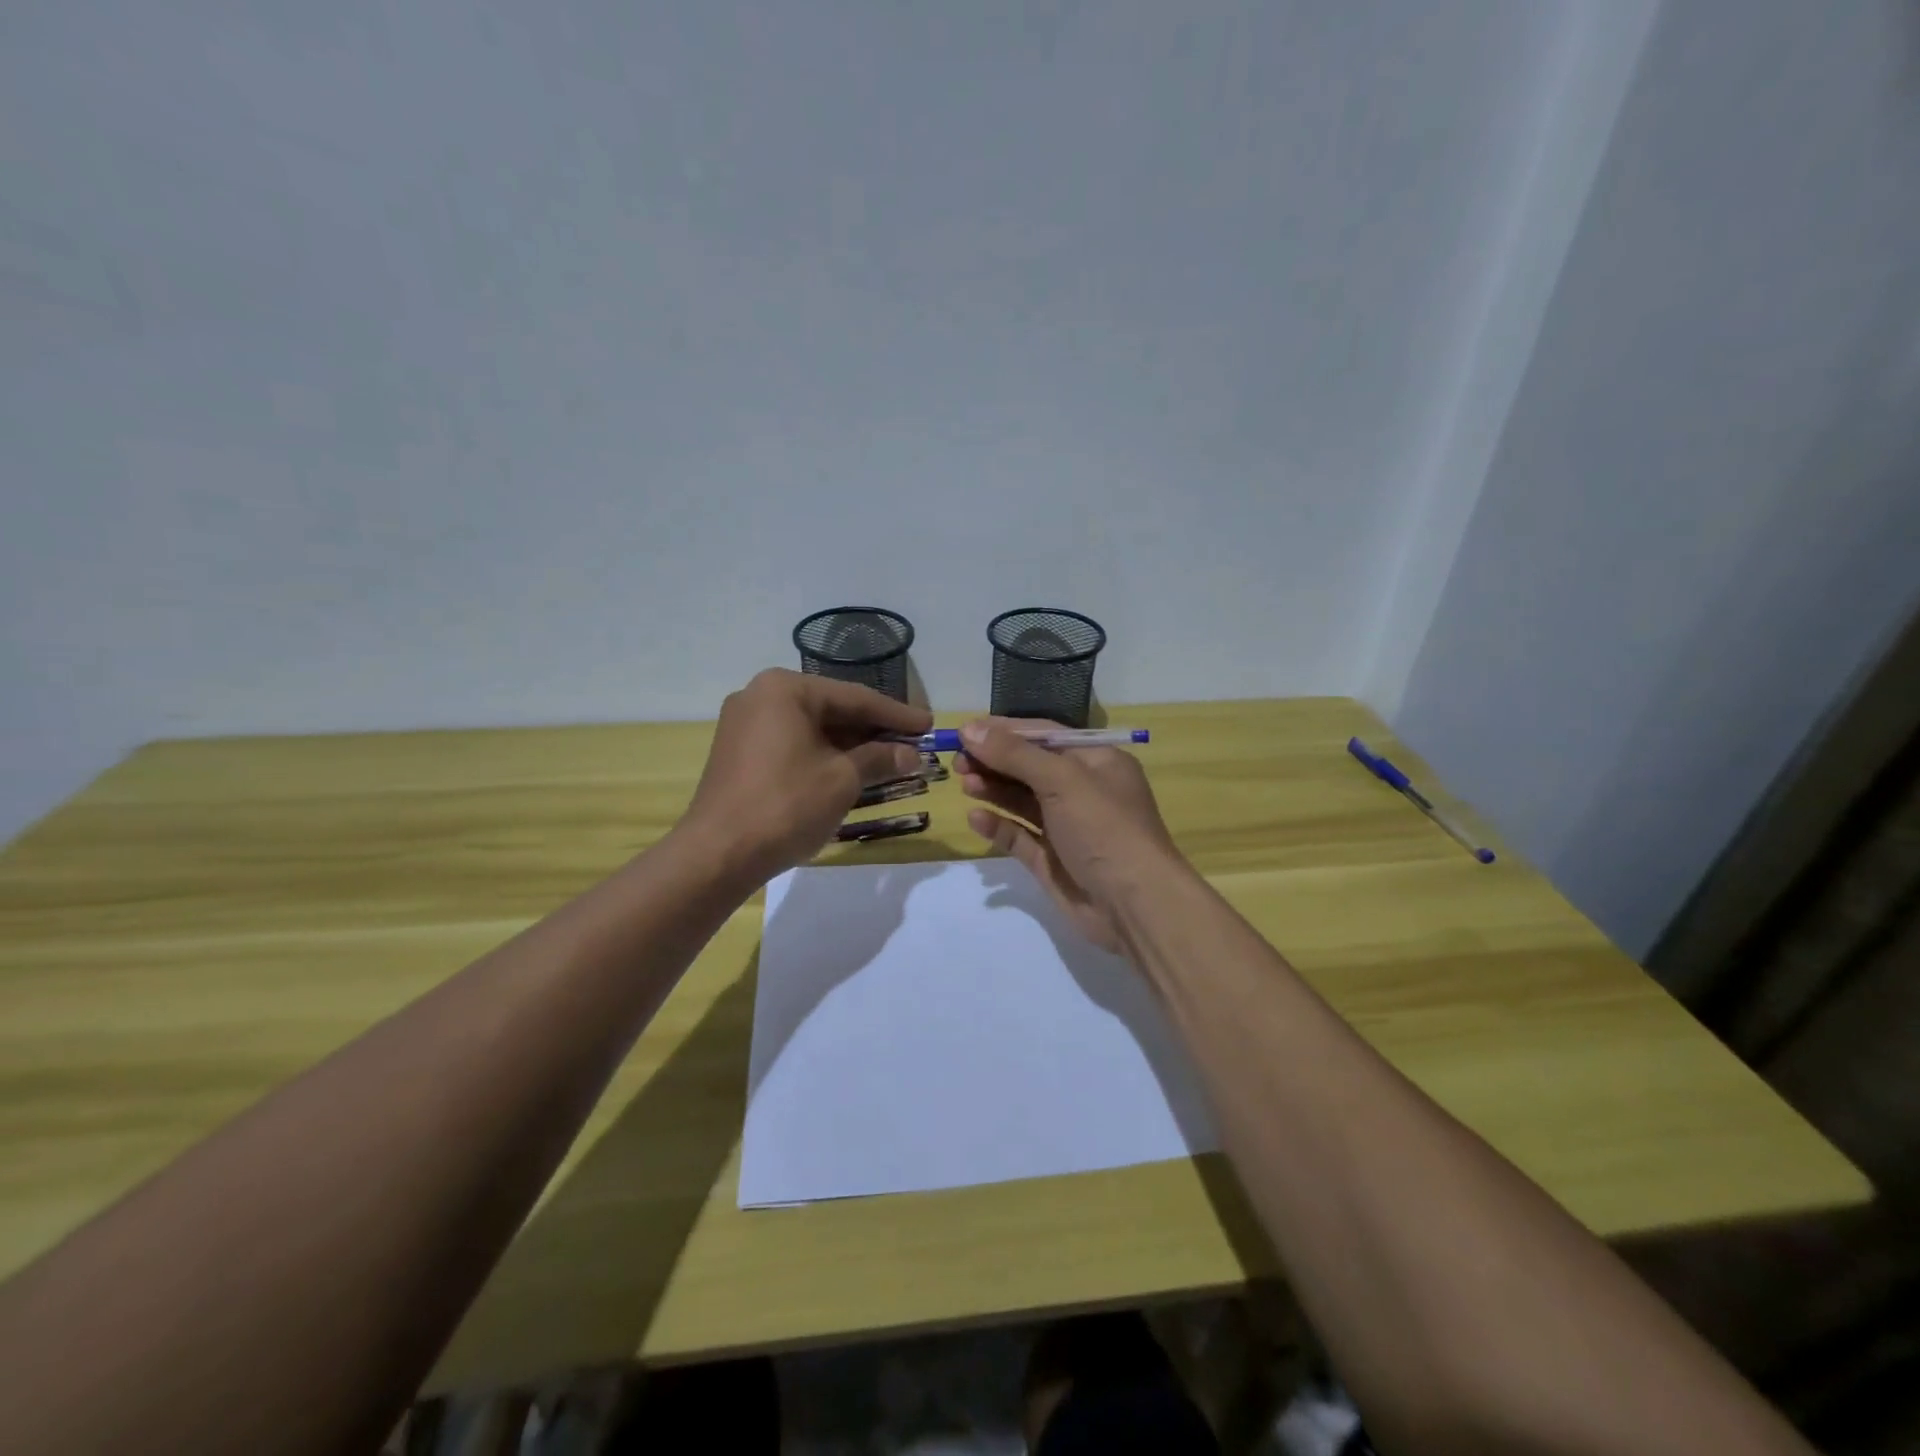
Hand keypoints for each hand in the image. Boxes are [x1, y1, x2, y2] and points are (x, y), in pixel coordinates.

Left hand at [682, 669, 930, 884]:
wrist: (718, 854)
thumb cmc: (786, 805)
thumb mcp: (842, 780)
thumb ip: (880, 759)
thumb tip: (911, 755)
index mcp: (785, 689)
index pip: (855, 698)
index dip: (897, 715)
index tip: (929, 725)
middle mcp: (761, 695)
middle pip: (833, 710)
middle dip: (874, 731)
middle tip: (913, 744)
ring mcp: (745, 724)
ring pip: (813, 729)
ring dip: (852, 746)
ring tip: (891, 760)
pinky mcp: (740, 752)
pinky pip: (793, 744)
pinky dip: (825, 756)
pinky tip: (853, 770)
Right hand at [954, 719, 1180, 953]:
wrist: (1134, 905)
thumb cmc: (1104, 828)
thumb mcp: (1063, 780)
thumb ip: (1015, 754)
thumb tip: (970, 730)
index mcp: (1096, 762)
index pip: (1045, 735)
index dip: (1005, 731)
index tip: (966, 732)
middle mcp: (1082, 790)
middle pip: (1030, 767)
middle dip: (995, 761)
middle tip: (957, 761)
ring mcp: (1066, 827)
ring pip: (1022, 801)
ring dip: (993, 789)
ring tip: (964, 784)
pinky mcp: (1052, 860)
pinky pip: (1019, 836)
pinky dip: (998, 825)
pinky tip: (976, 818)